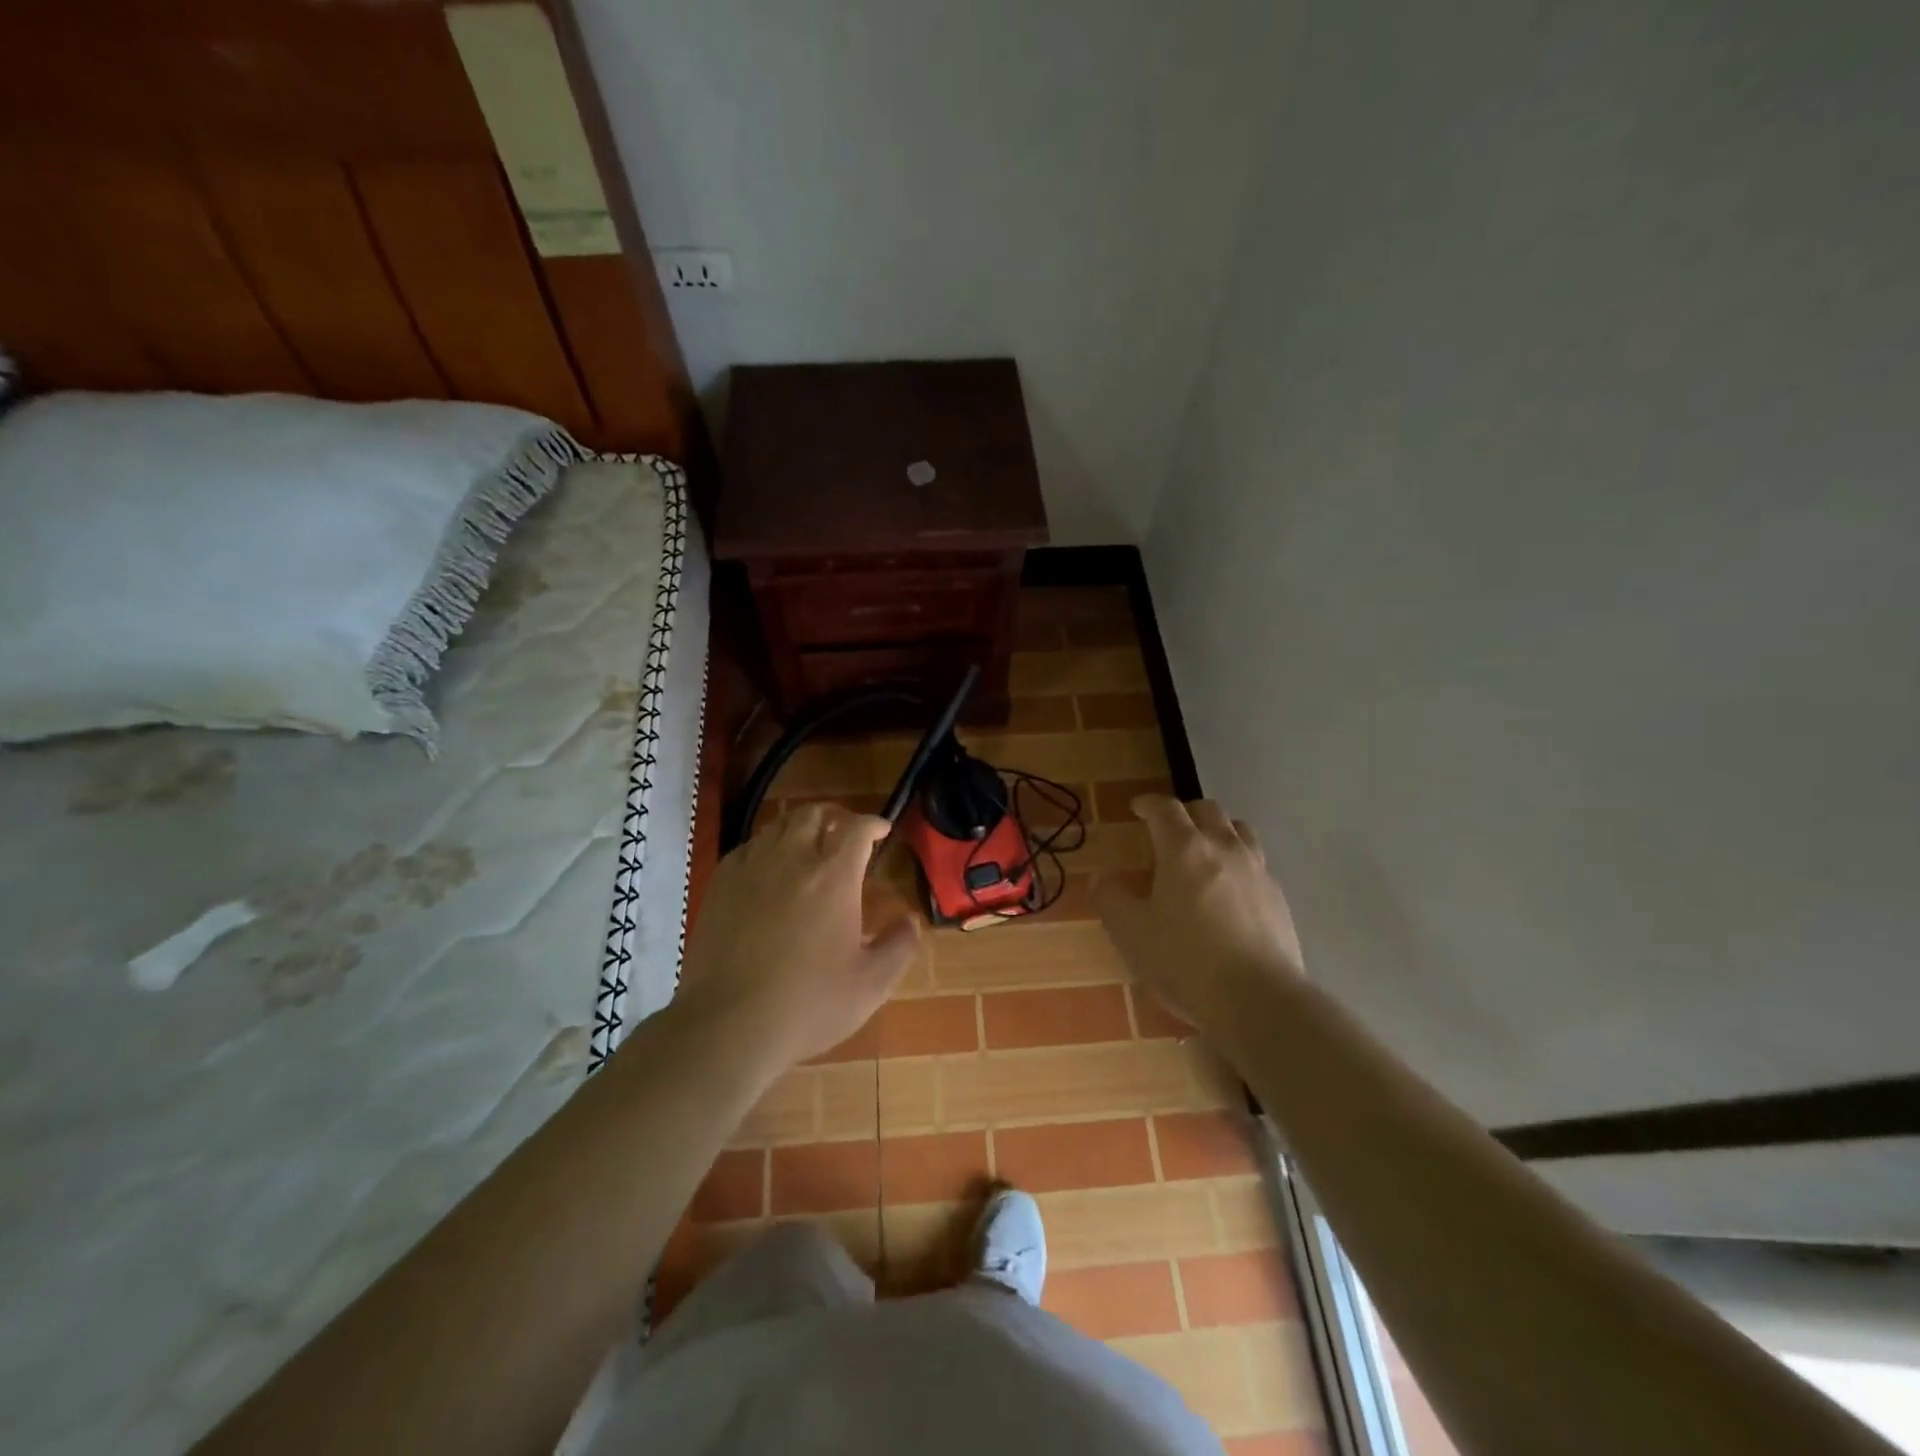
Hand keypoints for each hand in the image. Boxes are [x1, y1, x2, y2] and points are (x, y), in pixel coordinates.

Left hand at [675, 804, 919, 1071]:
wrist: (727, 1024)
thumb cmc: (808, 1004)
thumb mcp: (871, 985)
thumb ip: (899, 946)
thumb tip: (911, 921)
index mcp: (834, 877)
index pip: (856, 828)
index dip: (872, 823)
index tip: (881, 830)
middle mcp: (793, 859)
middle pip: (813, 814)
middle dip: (834, 817)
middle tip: (844, 834)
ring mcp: (752, 868)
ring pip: (778, 826)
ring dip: (800, 828)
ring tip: (808, 847)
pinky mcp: (721, 884)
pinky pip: (748, 847)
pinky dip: (767, 847)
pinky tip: (768, 869)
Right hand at [1093, 795, 1304, 1033]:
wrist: (1260, 1000)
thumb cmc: (1186, 961)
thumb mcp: (1132, 933)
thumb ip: (1111, 899)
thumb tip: (1101, 877)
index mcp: (1185, 849)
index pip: (1166, 808)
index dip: (1149, 803)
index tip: (1137, 807)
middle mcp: (1224, 848)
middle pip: (1208, 810)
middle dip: (1184, 811)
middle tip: (1168, 828)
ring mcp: (1257, 871)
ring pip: (1239, 830)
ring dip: (1217, 830)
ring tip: (1204, 850)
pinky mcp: (1278, 897)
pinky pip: (1256, 862)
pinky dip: (1238, 861)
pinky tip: (1229, 889)